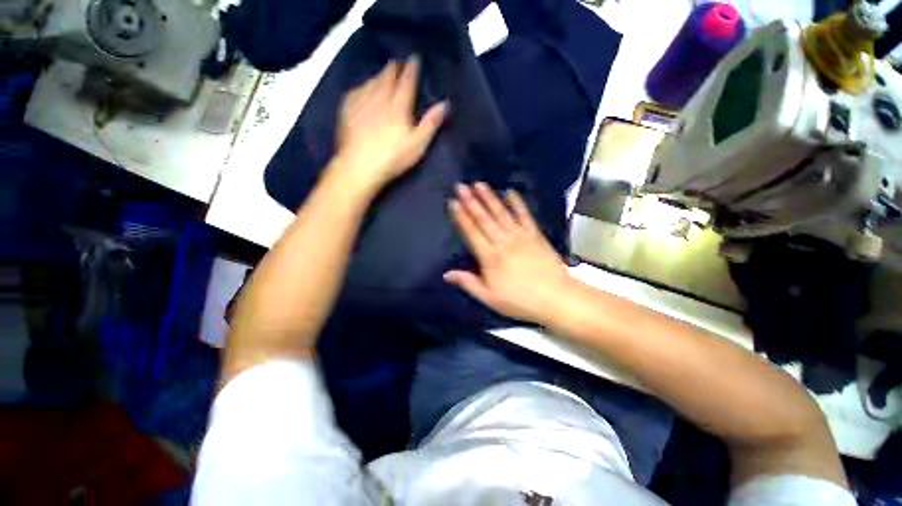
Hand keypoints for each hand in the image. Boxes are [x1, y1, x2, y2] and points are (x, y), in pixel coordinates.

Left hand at [334, 57, 447, 191]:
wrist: (360, 166)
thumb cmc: (393, 157)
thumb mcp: (418, 144)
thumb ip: (431, 123)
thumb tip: (445, 103)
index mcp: (398, 106)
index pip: (407, 82)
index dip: (412, 69)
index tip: (415, 58)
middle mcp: (379, 98)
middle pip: (387, 77)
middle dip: (394, 68)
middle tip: (398, 62)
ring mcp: (361, 103)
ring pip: (371, 82)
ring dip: (379, 75)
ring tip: (383, 73)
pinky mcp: (347, 111)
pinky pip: (355, 91)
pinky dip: (362, 86)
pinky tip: (363, 88)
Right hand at [444, 183, 575, 324]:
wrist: (556, 298)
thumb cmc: (520, 300)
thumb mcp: (490, 298)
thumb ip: (468, 283)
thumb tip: (447, 274)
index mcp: (490, 257)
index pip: (471, 232)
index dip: (461, 217)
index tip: (453, 202)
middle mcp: (503, 242)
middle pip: (484, 219)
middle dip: (471, 201)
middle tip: (461, 186)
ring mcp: (520, 236)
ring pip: (501, 213)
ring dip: (489, 198)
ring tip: (479, 184)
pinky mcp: (535, 234)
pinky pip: (524, 215)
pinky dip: (517, 203)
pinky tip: (510, 192)